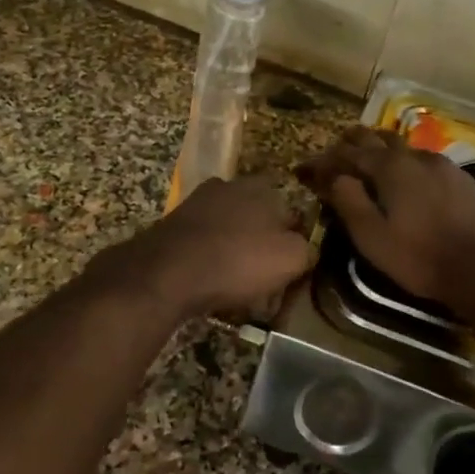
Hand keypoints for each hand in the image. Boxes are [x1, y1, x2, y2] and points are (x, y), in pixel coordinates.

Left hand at [103, 175, 314, 319]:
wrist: (166, 273)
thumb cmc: (237, 262)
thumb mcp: (292, 259)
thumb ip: (308, 249)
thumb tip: (307, 248)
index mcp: (264, 187)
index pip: (293, 213)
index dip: (297, 243)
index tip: (293, 270)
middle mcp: (231, 185)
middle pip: (260, 220)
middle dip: (264, 247)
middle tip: (266, 282)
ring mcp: (198, 202)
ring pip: (231, 231)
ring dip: (236, 254)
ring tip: (238, 288)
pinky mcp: (174, 223)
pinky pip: (205, 243)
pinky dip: (210, 260)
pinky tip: (211, 283)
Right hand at [298, 127, 474, 307]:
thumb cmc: (419, 256)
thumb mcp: (372, 236)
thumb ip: (349, 202)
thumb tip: (334, 177)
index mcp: (389, 167)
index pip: (349, 153)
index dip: (325, 160)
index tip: (307, 168)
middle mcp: (415, 157)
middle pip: (378, 139)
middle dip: (354, 142)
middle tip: (338, 150)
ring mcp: (442, 165)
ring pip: (404, 147)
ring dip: (382, 149)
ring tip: (371, 159)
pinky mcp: (461, 179)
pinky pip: (424, 161)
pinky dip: (406, 162)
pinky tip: (410, 177)